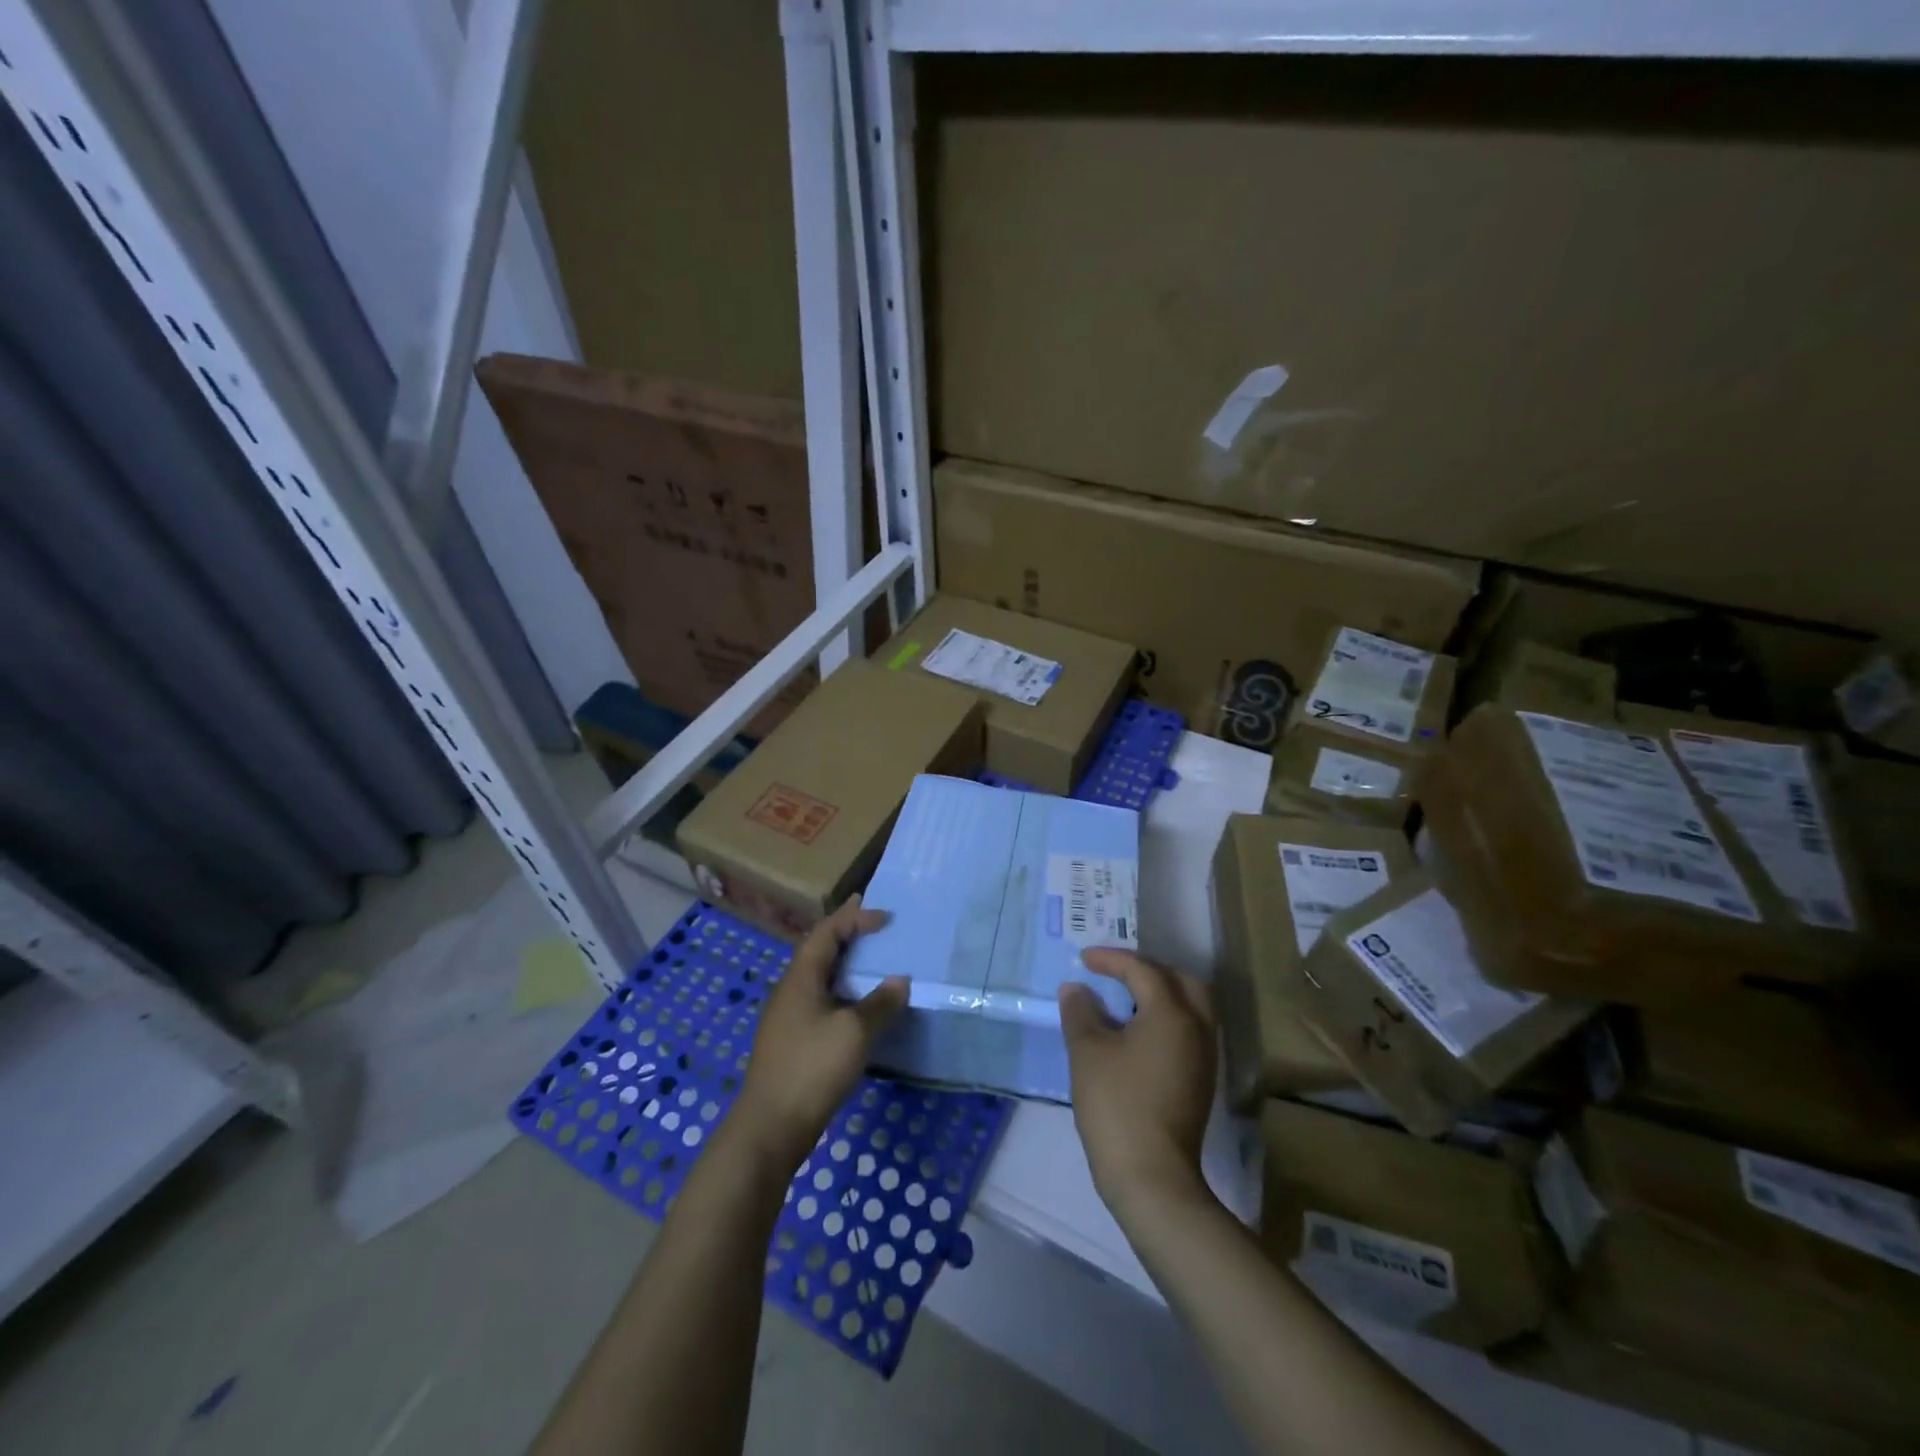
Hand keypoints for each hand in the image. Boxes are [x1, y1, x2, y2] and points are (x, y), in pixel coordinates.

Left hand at [734, 895, 906, 1168]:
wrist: (771, 1126)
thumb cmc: (812, 1067)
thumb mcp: (854, 1032)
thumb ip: (880, 1003)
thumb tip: (900, 980)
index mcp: (801, 977)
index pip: (827, 932)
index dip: (854, 918)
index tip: (885, 917)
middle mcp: (791, 990)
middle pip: (819, 950)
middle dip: (846, 933)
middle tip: (874, 922)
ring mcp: (789, 1017)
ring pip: (820, 977)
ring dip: (845, 963)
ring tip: (872, 959)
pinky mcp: (793, 1041)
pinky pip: (822, 1001)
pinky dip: (843, 991)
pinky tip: (859, 1006)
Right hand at [1060, 949, 1217, 1218]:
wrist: (1152, 1178)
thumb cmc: (1117, 1105)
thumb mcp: (1087, 1052)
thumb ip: (1081, 1012)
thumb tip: (1077, 989)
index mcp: (1172, 1013)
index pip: (1143, 970)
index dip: (1112, 960)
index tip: (1084, 960)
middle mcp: (1196, 1028)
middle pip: (1182, 981)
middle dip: (1149, 970)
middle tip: (1116, 973)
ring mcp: (1203, 1058)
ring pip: (1192, 1007)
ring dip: (1161, 994)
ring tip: (1125, 998)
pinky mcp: (1200, 1082)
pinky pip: (1188, 1031)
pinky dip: (1166, 1018)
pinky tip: (1137, 1033)